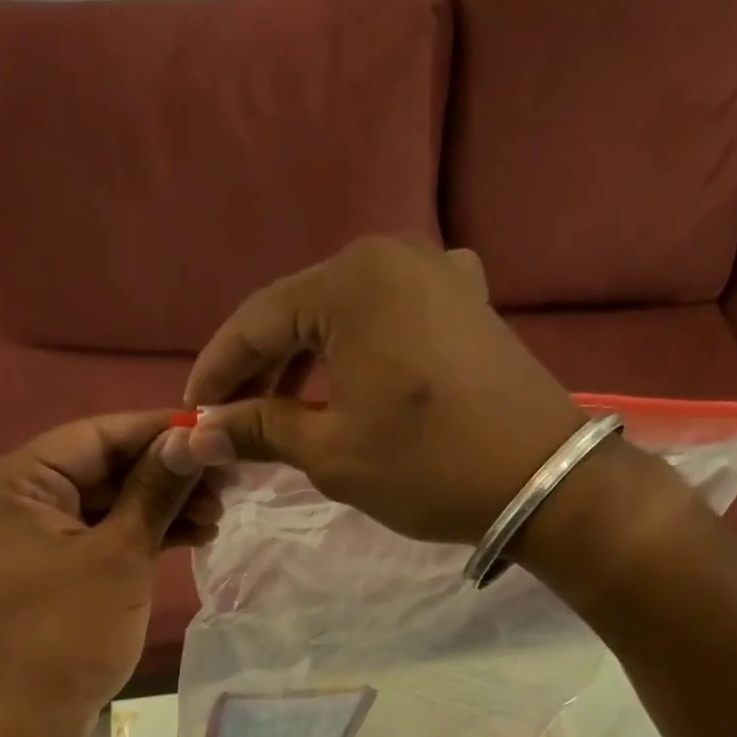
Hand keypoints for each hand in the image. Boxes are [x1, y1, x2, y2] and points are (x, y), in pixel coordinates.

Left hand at [0, 413, 219, 736]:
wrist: (29, 718)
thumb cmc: (68, 633)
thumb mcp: (120, 556)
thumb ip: (155, 491)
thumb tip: (192, 438)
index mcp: (15, 482)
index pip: (96, 436)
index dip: (158, 432)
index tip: (214, 430)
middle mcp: (17, 499)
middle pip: (103, 468)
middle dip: (165, 475)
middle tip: (226, 482)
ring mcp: (34, 536)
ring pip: (108, 503)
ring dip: (161, 507)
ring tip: (218, 516)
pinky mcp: (53, 567)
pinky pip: (102, 535)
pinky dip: (142, 534)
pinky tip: (192, 535)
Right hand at [174, 236, 589, 544]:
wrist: (544, 480)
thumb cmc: (429, 467)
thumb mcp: (332, 453)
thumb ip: (261, 429)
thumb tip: (201, 433)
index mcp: (352, 282)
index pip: (257, 320)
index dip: (218, 369)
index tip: (192, 411)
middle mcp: (393, 256)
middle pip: (301, 310)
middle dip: (261, 366)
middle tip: (231, 417)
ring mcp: (438, 273)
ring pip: (345, 314)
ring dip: (306, 360)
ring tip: (279, 409)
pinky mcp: (466, 301)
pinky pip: (389, 319)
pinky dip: (355, 352)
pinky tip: (343, 384)